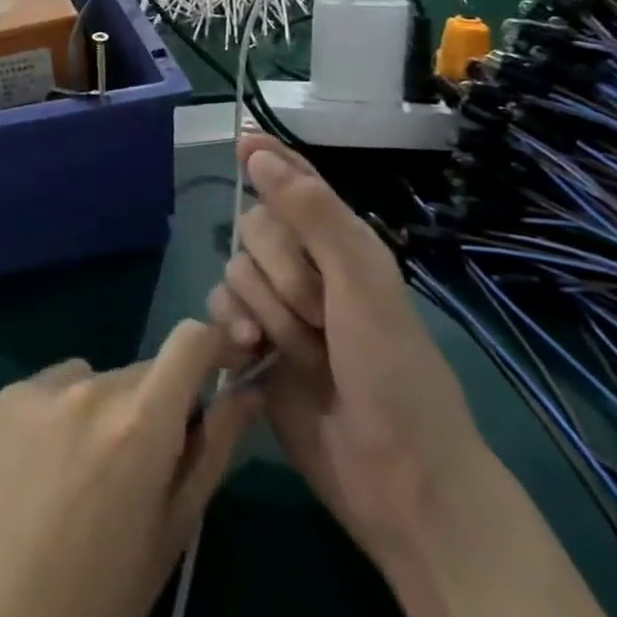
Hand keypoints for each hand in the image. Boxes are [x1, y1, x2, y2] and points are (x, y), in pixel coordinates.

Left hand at [0, 321, 258, 616]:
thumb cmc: (105, 600)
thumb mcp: (175, 528)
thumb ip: (215, 447)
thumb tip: (249, 390)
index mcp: (141, 422)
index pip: (190, 340)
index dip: (214, 346)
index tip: (224, 366)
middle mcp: (91, 387)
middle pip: (144, 371)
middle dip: (156, 404)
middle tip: (143, 467)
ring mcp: (42, 387)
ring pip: (101, 378)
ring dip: (109, 409)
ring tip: (87, 475)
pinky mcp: (7, 395)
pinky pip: (57, 386)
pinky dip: (65, 411)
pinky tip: (49, 467)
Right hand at [207, 135, 486, 555]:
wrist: (396, 479)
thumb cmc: (393, 372)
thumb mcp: (361, 283)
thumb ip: (311, 214)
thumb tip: (256, 152)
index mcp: (341, 243)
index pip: (297, 181)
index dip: (270, 158)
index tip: (240, 138)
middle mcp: (308, 268)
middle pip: (255, 228)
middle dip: (279, 270)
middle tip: (318, 312)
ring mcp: (279, 309)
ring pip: (235, 271)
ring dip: (263, 309)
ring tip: (298, 352)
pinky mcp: (255, 347)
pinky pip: (220, 310)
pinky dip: (233, 330)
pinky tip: (251, 356)